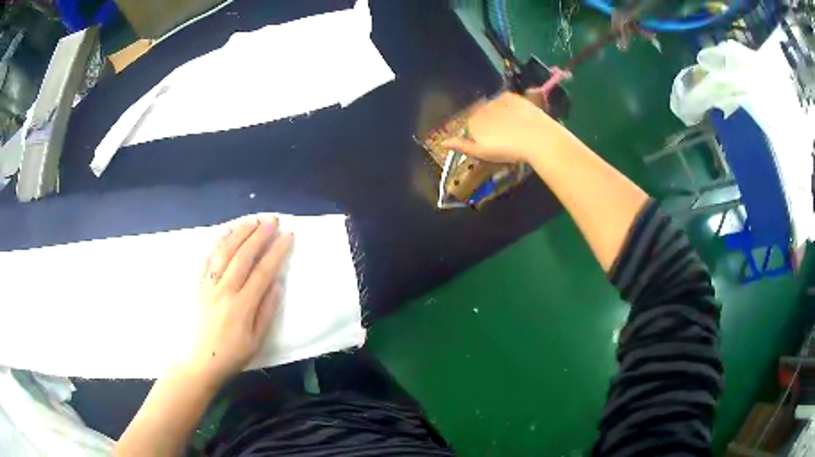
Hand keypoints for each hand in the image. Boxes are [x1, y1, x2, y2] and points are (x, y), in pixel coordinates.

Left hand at [191, 216, 292, 383]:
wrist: (202, 361)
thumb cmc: (233, 354)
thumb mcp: (257, 340)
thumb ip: (267, 311)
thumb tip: (276, 284)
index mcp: (242, 305)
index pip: (263, 271)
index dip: (276, 251)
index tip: (288, 235)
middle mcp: (224, 290)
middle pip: (243, 256)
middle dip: (259, 235)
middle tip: (272, 219)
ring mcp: (209, 286)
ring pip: (224, 252)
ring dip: (239, 233)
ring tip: (252, 220)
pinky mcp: (199, 286)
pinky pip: (206, 259)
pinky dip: (216, 243)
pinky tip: (225, 232)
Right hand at [442, 91, 564, 162]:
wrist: (535, 137)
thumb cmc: (508, 150)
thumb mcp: (483, 153)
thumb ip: (463, 146)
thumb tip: (443, 143)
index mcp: (473, 123)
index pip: (471, 127)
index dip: (482, 136)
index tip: (494, 144)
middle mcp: (481, 109)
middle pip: (482, 115)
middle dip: (490, 123)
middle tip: (506, 136)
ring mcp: (496, 101)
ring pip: (494, 107)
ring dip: (500, 114)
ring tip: (514, 127)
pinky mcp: (511, 96)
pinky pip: (506, 100)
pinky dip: (509, 106)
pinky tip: (518, 116)